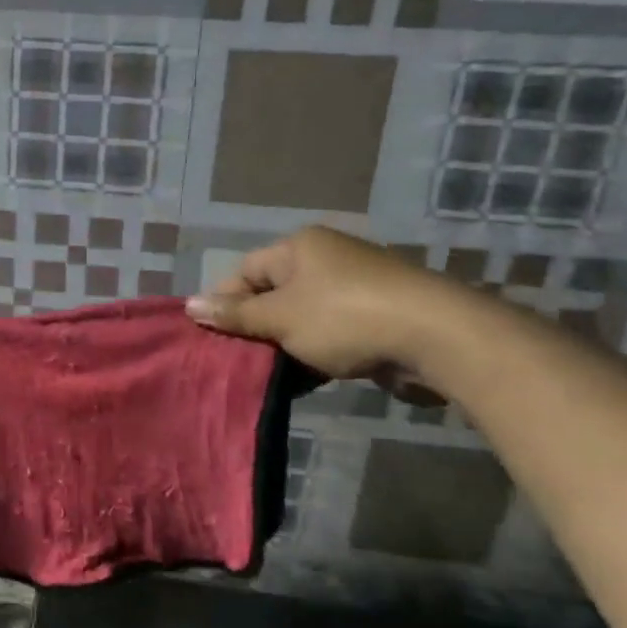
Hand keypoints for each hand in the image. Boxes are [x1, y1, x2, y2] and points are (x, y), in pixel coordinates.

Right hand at [185, 227, 463, 391]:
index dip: (226, 303)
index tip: (214, 338)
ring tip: (268, 376)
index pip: (246, 271)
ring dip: (285, 345)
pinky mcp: (377, 316)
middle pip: (274, 294)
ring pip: (303, 317)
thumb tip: (190, 305)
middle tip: (238, 361)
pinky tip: (305, 380)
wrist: (436, 337)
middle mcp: (326, 259)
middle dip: (256, 329)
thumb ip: (236, 315)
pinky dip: (315, 353)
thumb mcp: (280, 318)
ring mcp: (355, 288)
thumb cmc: (345, 317)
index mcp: (300, 247)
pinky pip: (332, 333)